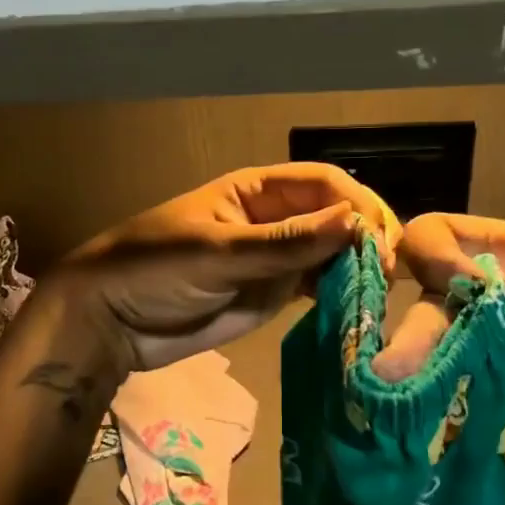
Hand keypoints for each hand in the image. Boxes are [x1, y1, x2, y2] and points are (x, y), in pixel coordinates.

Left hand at [61, 163, 401, 371]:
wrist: (111, 320)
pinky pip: (316, 287)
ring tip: (386, 290)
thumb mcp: (218, 251)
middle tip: (393, 270)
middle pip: (335, 217)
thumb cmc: (154, 267)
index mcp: (257, 190)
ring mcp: (275, 258)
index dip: (358, 203)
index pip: (323, 183)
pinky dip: (340, 294)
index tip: (381, 238)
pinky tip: (362, 306)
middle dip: (366, 235)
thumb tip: (355, 221)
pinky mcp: (272, 294)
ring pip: (331, 253)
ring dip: (359, 266)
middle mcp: (274, 219)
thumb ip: (285, 243)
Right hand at [379, 214, 504, 438]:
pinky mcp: (480, 389)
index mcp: (500, 252)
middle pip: (420, 296)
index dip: (434, 251)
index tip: (461, 282)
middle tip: (394, 366)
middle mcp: (472, 295)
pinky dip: (431, 400)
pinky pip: (445, 390)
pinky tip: (419, 413)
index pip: (437, 234)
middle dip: (410, 327)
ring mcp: (473, 344)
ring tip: (394, 390)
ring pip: (423, 347)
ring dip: (409, 366)